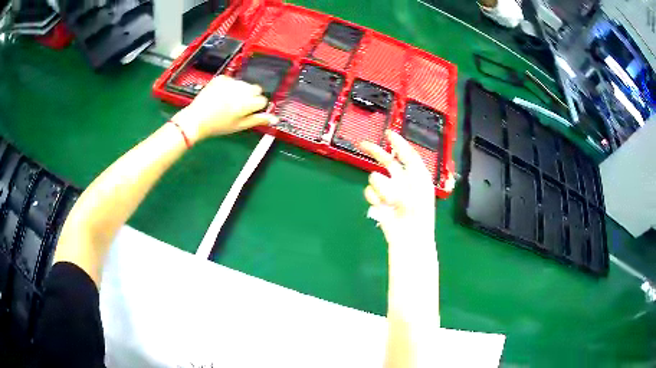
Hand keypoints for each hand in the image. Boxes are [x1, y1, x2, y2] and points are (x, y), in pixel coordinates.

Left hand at [171, 75, 277, 143]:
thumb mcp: (239, 126)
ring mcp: (230, 82)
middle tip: (239, 106)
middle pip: (256, 89)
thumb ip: (258, 120)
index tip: (248, 112)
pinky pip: (232, 80)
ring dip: (241, 90)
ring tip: (228, 101)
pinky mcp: (221, 78)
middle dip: (251, 96)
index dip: (257, 107)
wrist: (196, 119)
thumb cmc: (218, 126)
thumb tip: (275, 119)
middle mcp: (241, 89)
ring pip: (245, 84)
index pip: (262, 100)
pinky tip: (222, 95)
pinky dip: (230, 86)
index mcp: (246, 103)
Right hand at [359, 131, 435, 247]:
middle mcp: (403, 180)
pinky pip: (370, 193)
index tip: (388, 132)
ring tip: (390, 202)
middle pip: (387, 161)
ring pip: (375, 178)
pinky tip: (382, 208)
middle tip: (361, 144)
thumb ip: (404, 169)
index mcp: (417, 175)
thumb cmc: (418, 211)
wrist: (410, 237)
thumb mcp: (418, 185)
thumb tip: (386, 160)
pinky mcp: (379, 202)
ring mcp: (390, 191)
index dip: (398, 143)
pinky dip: (374, 198)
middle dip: (375, 152)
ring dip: (380, 188)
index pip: (407, 154)